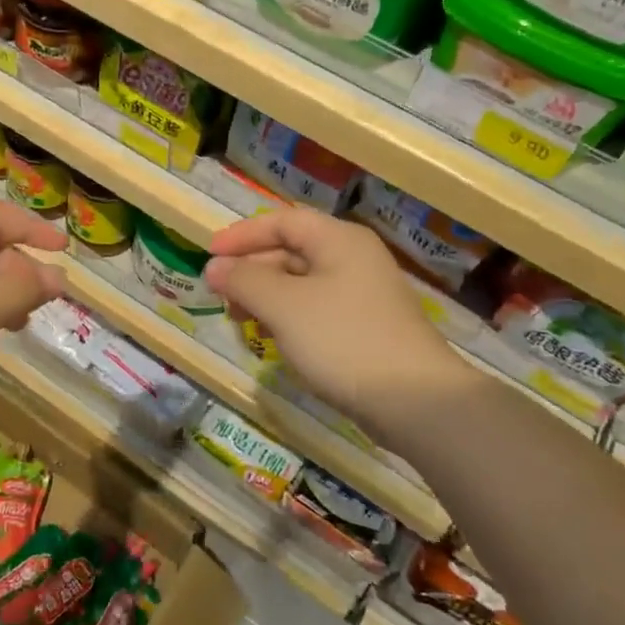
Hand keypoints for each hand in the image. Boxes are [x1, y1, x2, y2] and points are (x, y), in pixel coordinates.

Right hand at [206, 208, 468, 434]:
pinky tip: (273, 341)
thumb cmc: (344, 340)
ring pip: (302, 284)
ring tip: (241, 321)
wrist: (416, 402)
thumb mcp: (284, 306)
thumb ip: (245, 280)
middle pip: (292, 251)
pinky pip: (316, 311)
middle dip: (252, 270)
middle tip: (221, 296)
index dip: (242, 235)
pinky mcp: (366, 329)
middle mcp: (353, 259)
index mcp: (339, 240)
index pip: (283, 222)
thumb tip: (214, 266)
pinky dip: (288, 319)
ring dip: (266, 297)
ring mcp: (363, 296)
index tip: (209, 255)